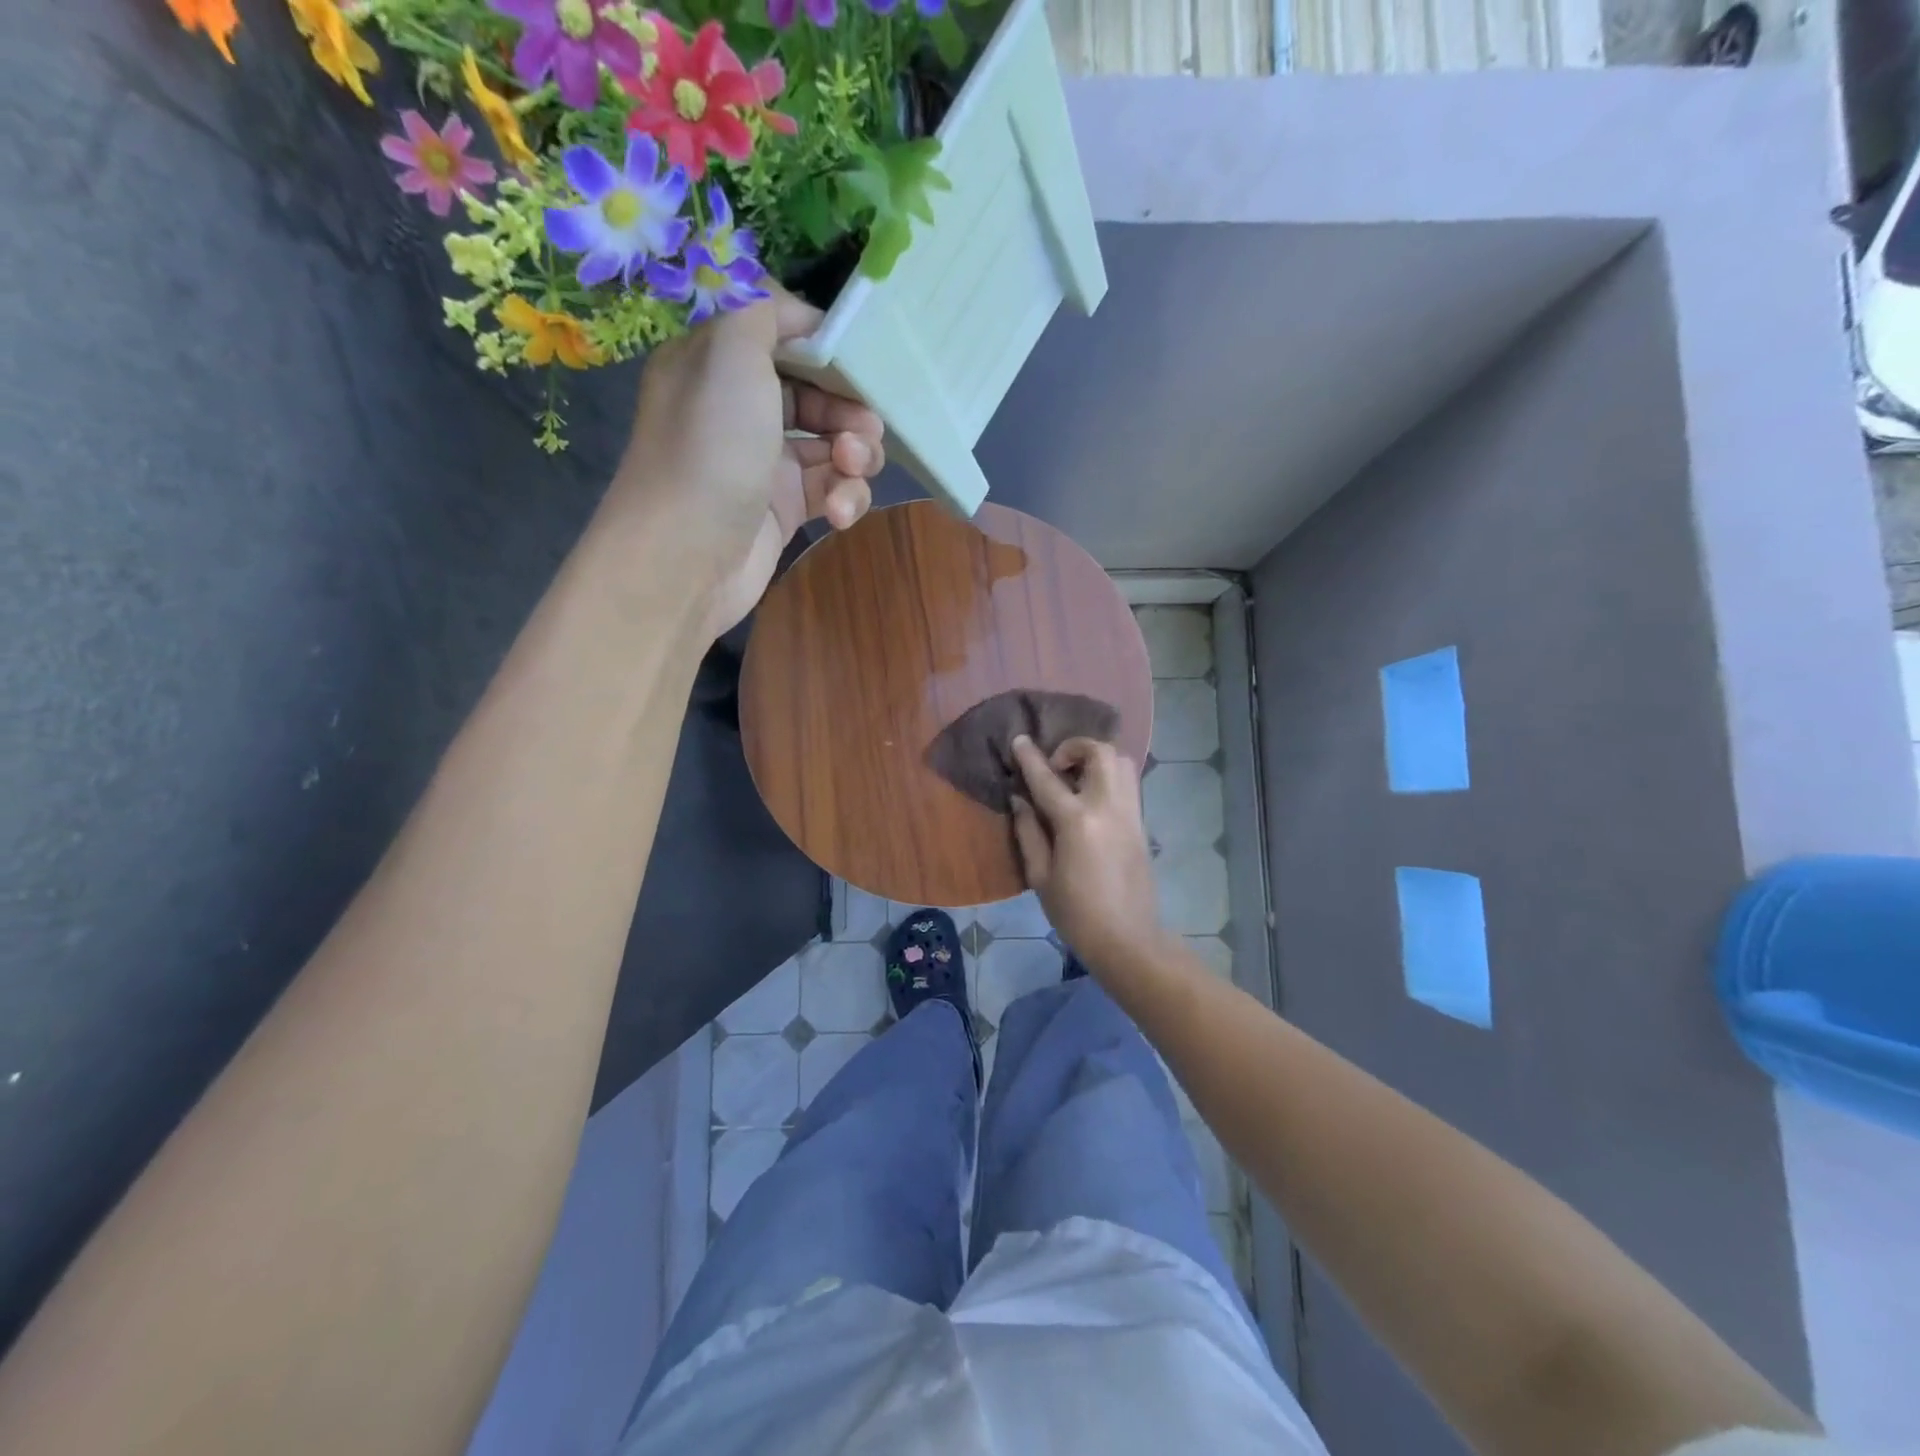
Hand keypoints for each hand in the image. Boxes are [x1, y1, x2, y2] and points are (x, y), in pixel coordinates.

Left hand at [602, 289, 885, 638]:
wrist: (688, 556)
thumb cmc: (712, 447)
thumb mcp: (731, 351)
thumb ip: (765, 311)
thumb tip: (799, 312)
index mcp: (717, 364)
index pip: (782, 338)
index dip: (825, 348)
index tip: (861, 361)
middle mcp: (739, 410)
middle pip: (816, 394)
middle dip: (850, 408)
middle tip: (867, 427)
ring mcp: (764, 464)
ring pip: (832, 445)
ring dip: (856, 455)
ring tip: (853, 468)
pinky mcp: (784, 510)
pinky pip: (830, 490)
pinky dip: (845, 497)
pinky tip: (840, 512)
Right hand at [1009, 735, 1168, 973]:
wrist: (1128, 939)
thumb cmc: (1075, 913)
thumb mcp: (1040, 876)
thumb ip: (1028, 831)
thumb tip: (1020, 799)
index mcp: (1077, 822)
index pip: (1048, 778)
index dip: (1030, 757)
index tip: (1019, 740)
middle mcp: (1108, 807)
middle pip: (1099, 752)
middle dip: (1074, 747)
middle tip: (1055, 767)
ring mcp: (1130, 813)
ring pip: (1121, 762)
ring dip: (1095, 759)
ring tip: (1074, 780)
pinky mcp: (1141, 824)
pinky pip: (1127, 783)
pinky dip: (1108, 777)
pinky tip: (1090, 798)